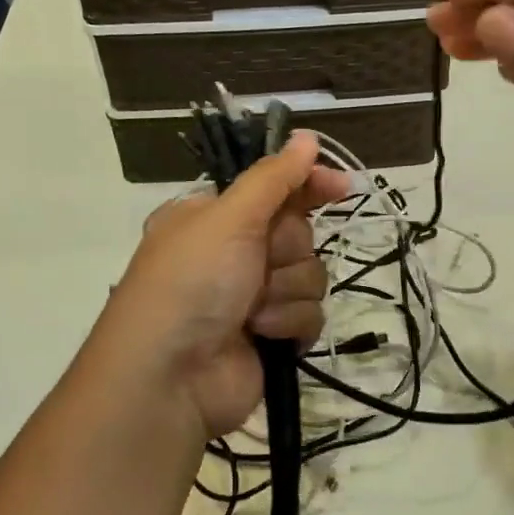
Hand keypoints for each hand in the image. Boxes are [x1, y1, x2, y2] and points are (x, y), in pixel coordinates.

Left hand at [100, 130, 351, 440]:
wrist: (171, 377)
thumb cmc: (192, 283)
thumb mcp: (228, 217)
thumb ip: (274, 178)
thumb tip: (307, 137)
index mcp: (215, 217)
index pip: (275, 187)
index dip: (309, 184)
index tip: (342, 187)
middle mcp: (234, 252)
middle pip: (298, 233)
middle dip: (285, 251)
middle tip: (258, 266)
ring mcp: (253, 296)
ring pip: (309, 275)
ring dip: (286, 292)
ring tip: (252, 311)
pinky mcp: (272, 334)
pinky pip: (310, 314)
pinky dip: (289, 324)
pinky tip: (263, 335)